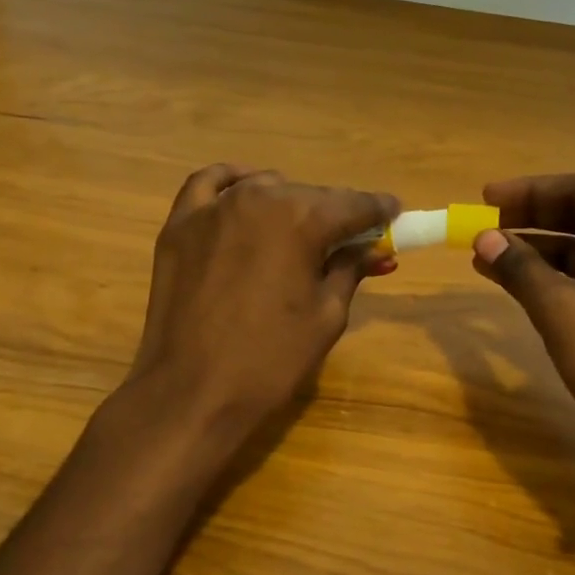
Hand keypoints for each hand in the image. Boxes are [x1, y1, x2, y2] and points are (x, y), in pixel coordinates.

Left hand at [130, 165, 397, 427]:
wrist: (192, 392)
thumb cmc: (271, 360)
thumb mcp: (327, 316)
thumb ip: (350, 269)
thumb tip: (372, 249)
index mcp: (302, 220)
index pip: (354, 205)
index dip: (379, 210)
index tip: (394, 213)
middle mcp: (259, 198)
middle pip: (311, 196)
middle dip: (336, 213)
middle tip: (350, 238)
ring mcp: (213, 208)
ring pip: (265, 188)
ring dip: (289, 203)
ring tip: (298, 231)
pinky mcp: (180, 225)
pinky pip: (209, 185)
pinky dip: (232, 182)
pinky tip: (245, 191)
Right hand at [470, 174, 574, 457]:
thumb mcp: (561, 307)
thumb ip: (520, 266)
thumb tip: (483, 237)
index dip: (530, 191)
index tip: (486, 199)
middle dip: (529, 220)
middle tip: (483, 224)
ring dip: (532, 251)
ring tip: (484, 255)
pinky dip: (546, 278)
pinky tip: (508, 281)